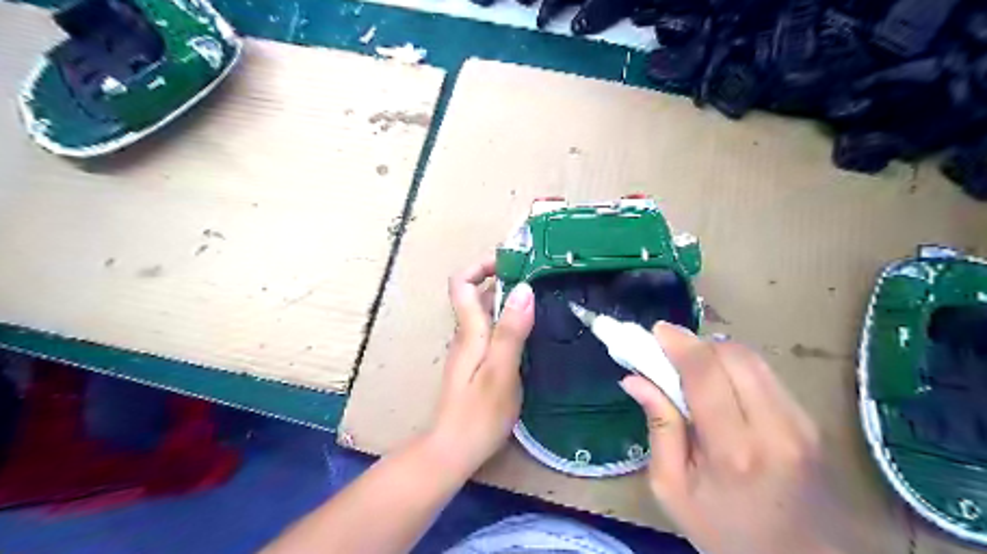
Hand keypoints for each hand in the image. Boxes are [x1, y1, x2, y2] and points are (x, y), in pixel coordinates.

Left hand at [425, 257, 532, 477]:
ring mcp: (471, 350)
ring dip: (509, 301)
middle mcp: (466, 334)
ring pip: (486, 313)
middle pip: (476, 294)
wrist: (453, 450)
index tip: (512, 263)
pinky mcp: (478, 364)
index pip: (461, 282)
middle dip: (503, 279)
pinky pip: (492, 331)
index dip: (481, 265)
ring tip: (542, 300)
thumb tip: (524, 288)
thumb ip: (511, 330)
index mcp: (469, 331)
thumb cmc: (478, 414)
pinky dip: (510, 322)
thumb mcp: (501, 371)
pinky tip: (532, 332)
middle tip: (539, 279)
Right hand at [623, 322, 865, 553]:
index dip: (678, 343)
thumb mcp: (672, 490)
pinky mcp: (812, 422)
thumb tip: (634, 379)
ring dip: (716, 352)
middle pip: (733, 355)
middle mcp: (775, 428)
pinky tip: (721, 387)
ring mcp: (801, 423)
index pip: (705, 373)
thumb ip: (658, 428)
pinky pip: (766, 375)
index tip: (656, 331)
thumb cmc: (726, 533)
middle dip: (696, 344)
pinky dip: (736, 368)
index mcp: (733, 451)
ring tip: (692, 369)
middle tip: (669, 353)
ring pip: (752, 359)